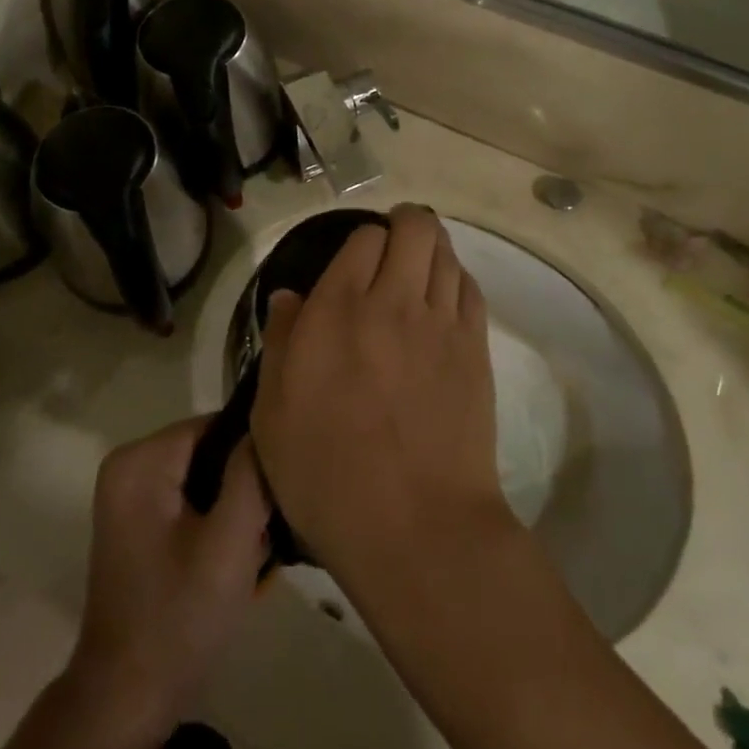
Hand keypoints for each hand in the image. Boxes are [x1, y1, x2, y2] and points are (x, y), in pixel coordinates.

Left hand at [65, 418, 271, 739]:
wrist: (127, 703)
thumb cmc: (177, 618)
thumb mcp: (228, 544)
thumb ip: (251, 475)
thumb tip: (268, 423)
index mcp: (141, 460)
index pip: (217, 426)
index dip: (251, 456)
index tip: (275, 496)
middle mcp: (130, 465)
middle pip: (212, 452)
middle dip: (244, 489)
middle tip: (264, 533)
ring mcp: (132, 495)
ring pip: (208, 478)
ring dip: (235, 511)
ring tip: (253, 551)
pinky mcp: (140, 522)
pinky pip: (194, 501)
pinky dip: (218, 526)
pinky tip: (236, 561)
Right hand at [251, 206, 509, 582]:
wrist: (414, 525)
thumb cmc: (328, 474)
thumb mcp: (274, 415)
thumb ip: (281, 342)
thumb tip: (289, 296)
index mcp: (338, 310)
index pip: (363, 238)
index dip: (362, 242)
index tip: (356, 262)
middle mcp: (392, 300)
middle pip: (414, 227)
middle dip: (405, 223)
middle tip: (394, 245)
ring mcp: (440, 322)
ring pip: (445, 251)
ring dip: (432, 247)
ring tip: (420, 266)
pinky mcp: (474, 348)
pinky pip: (470, 288)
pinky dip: (457, 279)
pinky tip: (445, 297)